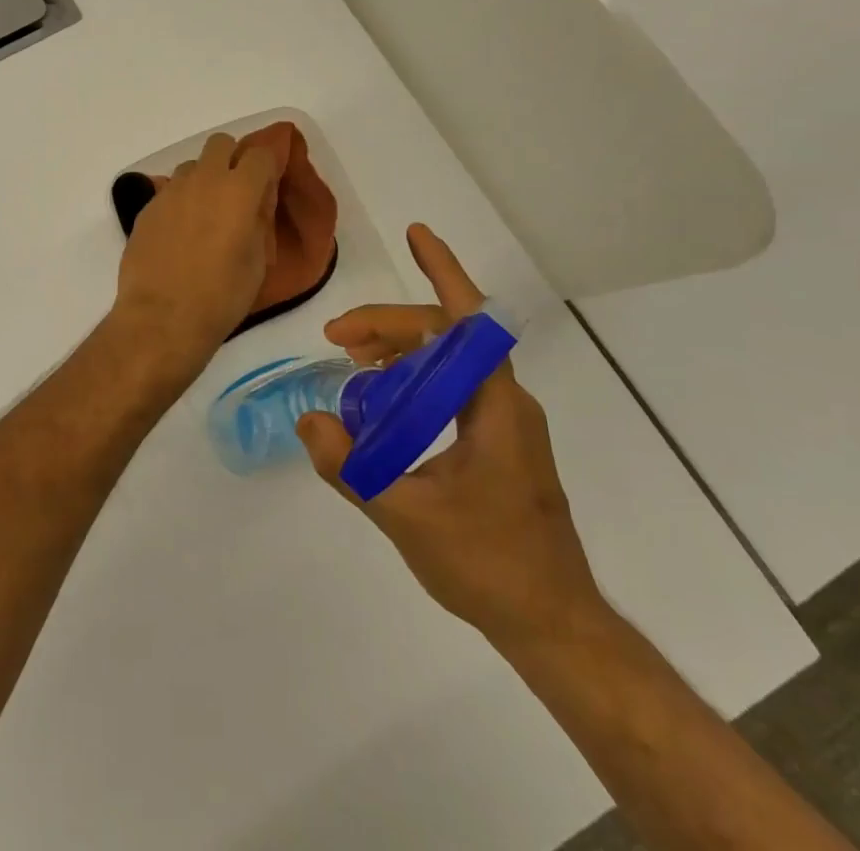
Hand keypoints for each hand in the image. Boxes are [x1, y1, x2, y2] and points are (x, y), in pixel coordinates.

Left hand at [114, 133, 281, 369]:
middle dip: (233, 159)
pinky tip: (181, 232)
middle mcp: (203, 180)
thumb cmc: (221, 296)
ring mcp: (170, 192)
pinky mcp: (147, 208)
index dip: (268, 165)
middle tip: (237, 192)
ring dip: (204, 179)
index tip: (269, 184)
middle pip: (221, 144)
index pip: (261, 154)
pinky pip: (170, 190)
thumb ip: (260, 220)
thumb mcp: (257, 261)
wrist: (162, 318)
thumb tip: (257, 201)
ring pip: (192, 166)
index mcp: (238, 191)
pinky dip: (181, 200)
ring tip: (206, 214)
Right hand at [297, 224, 605, 649]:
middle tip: (335, 335)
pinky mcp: (498, 443)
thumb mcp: (407, 518)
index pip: (470, 322)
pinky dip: (413, 377)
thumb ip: (352, 470)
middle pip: (446, 337)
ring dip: (400, 348)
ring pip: (448, 361)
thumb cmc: (489, 567)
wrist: (552, 624)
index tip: (416, 234)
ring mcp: (505, 422)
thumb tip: (307, 421)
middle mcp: (505, 403)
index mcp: (495, 407)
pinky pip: (451, 388)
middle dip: (389, 324)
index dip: (444, 271)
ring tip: (350, 356)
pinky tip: (379, 398)